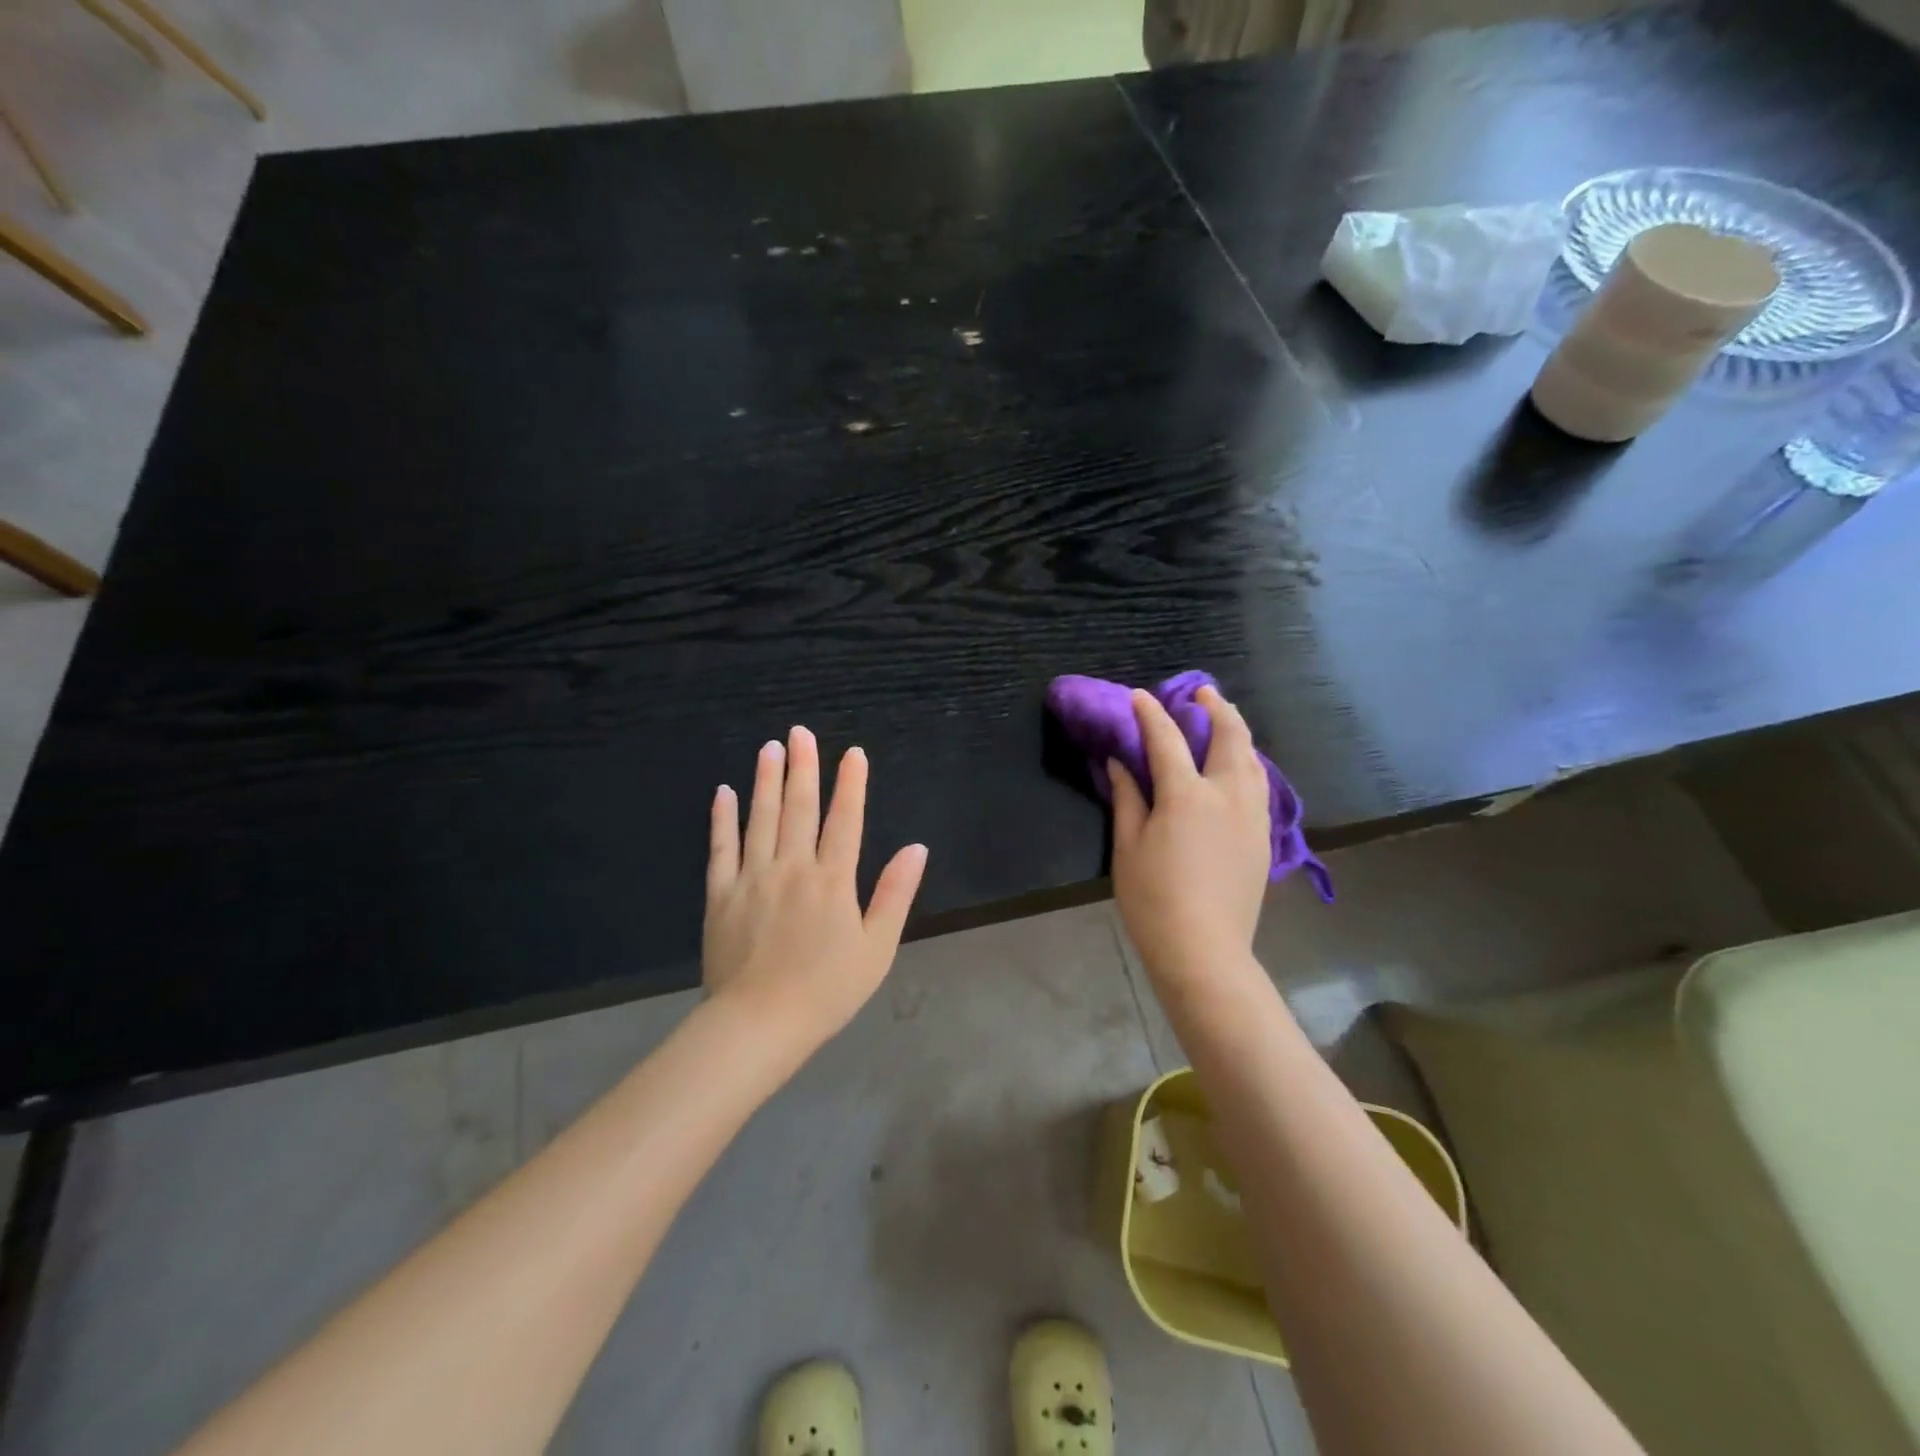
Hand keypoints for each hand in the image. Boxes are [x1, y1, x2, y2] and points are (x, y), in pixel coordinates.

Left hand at [704, 726, 928, 1050]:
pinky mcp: (720, 895)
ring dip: (766, 781)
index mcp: (832, 881)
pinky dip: (722, 819)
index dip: (851, 785)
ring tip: (769, 748)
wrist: (758, 1025)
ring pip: (760, 818)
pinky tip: (724, 793)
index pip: (845, 820)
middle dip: (803, 767)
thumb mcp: (876, 948)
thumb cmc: (826, 991)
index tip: (853, 753)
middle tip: (800, 732)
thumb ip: (895, 895)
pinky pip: (721, 848)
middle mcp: (792, 868)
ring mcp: (751, 878)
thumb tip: (916, 848)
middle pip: (799, 808)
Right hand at [1110, 685, 1270, 990]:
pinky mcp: (1263, 837)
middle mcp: (1227, 795)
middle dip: (1216, 708)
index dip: (1151, 714)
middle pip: (1230, 737)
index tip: (1140, 696)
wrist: (1205, 951)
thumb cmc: (1154, 900)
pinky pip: (1260, 784)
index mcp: (1187, 796)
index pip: (1167, 740)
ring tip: (1224, 720)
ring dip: (1238, 731)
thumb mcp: (1128, 847)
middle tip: (1202, 693)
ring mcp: (1252, 816)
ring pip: (1253, 759)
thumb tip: (1119, 763)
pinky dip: (1248, 762)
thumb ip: (1127, 798)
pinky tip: (1239, 766)